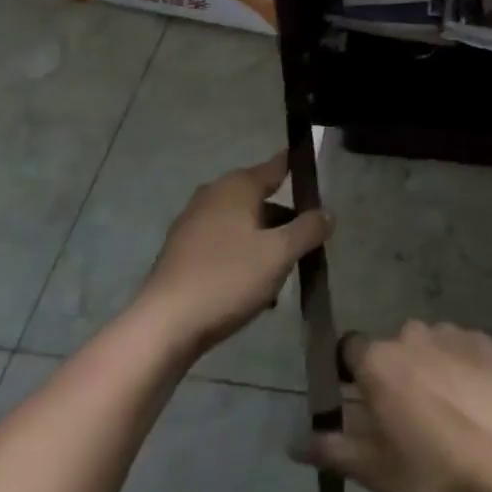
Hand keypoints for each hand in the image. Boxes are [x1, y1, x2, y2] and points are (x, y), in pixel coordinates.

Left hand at [137, 156, 331, 352]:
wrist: (164, 325)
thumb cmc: (227, 278)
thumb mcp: (279, 255)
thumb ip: (308, 230)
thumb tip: (327, 212)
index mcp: (237, 186)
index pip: (276, 166)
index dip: (297, 168)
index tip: (315, 171)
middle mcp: (213, 195)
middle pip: (259, 198)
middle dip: (283, 217)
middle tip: (306, 238)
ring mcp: (193, 222)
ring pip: (240, 224)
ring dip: (263, 241)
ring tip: (282, 270)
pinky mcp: (181, 251)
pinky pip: (222, 244)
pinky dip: (241, 256)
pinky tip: (252, 287)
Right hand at [293, 321, 491, 491]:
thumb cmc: (438, 471)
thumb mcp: (378, 473)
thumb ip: (334, 450)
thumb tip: (292, 442)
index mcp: (379, 361)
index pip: (348, 349)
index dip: (349, 375)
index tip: (358, 406)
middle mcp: (411, 334)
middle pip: (390, 350)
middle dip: (392, 377)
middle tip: (406, 423)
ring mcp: (451, 333)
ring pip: (426, 347)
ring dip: (427, 371)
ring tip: (446, 417)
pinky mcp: (485, 341)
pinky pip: (459, 349)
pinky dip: (459, 369)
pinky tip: (474, 405)